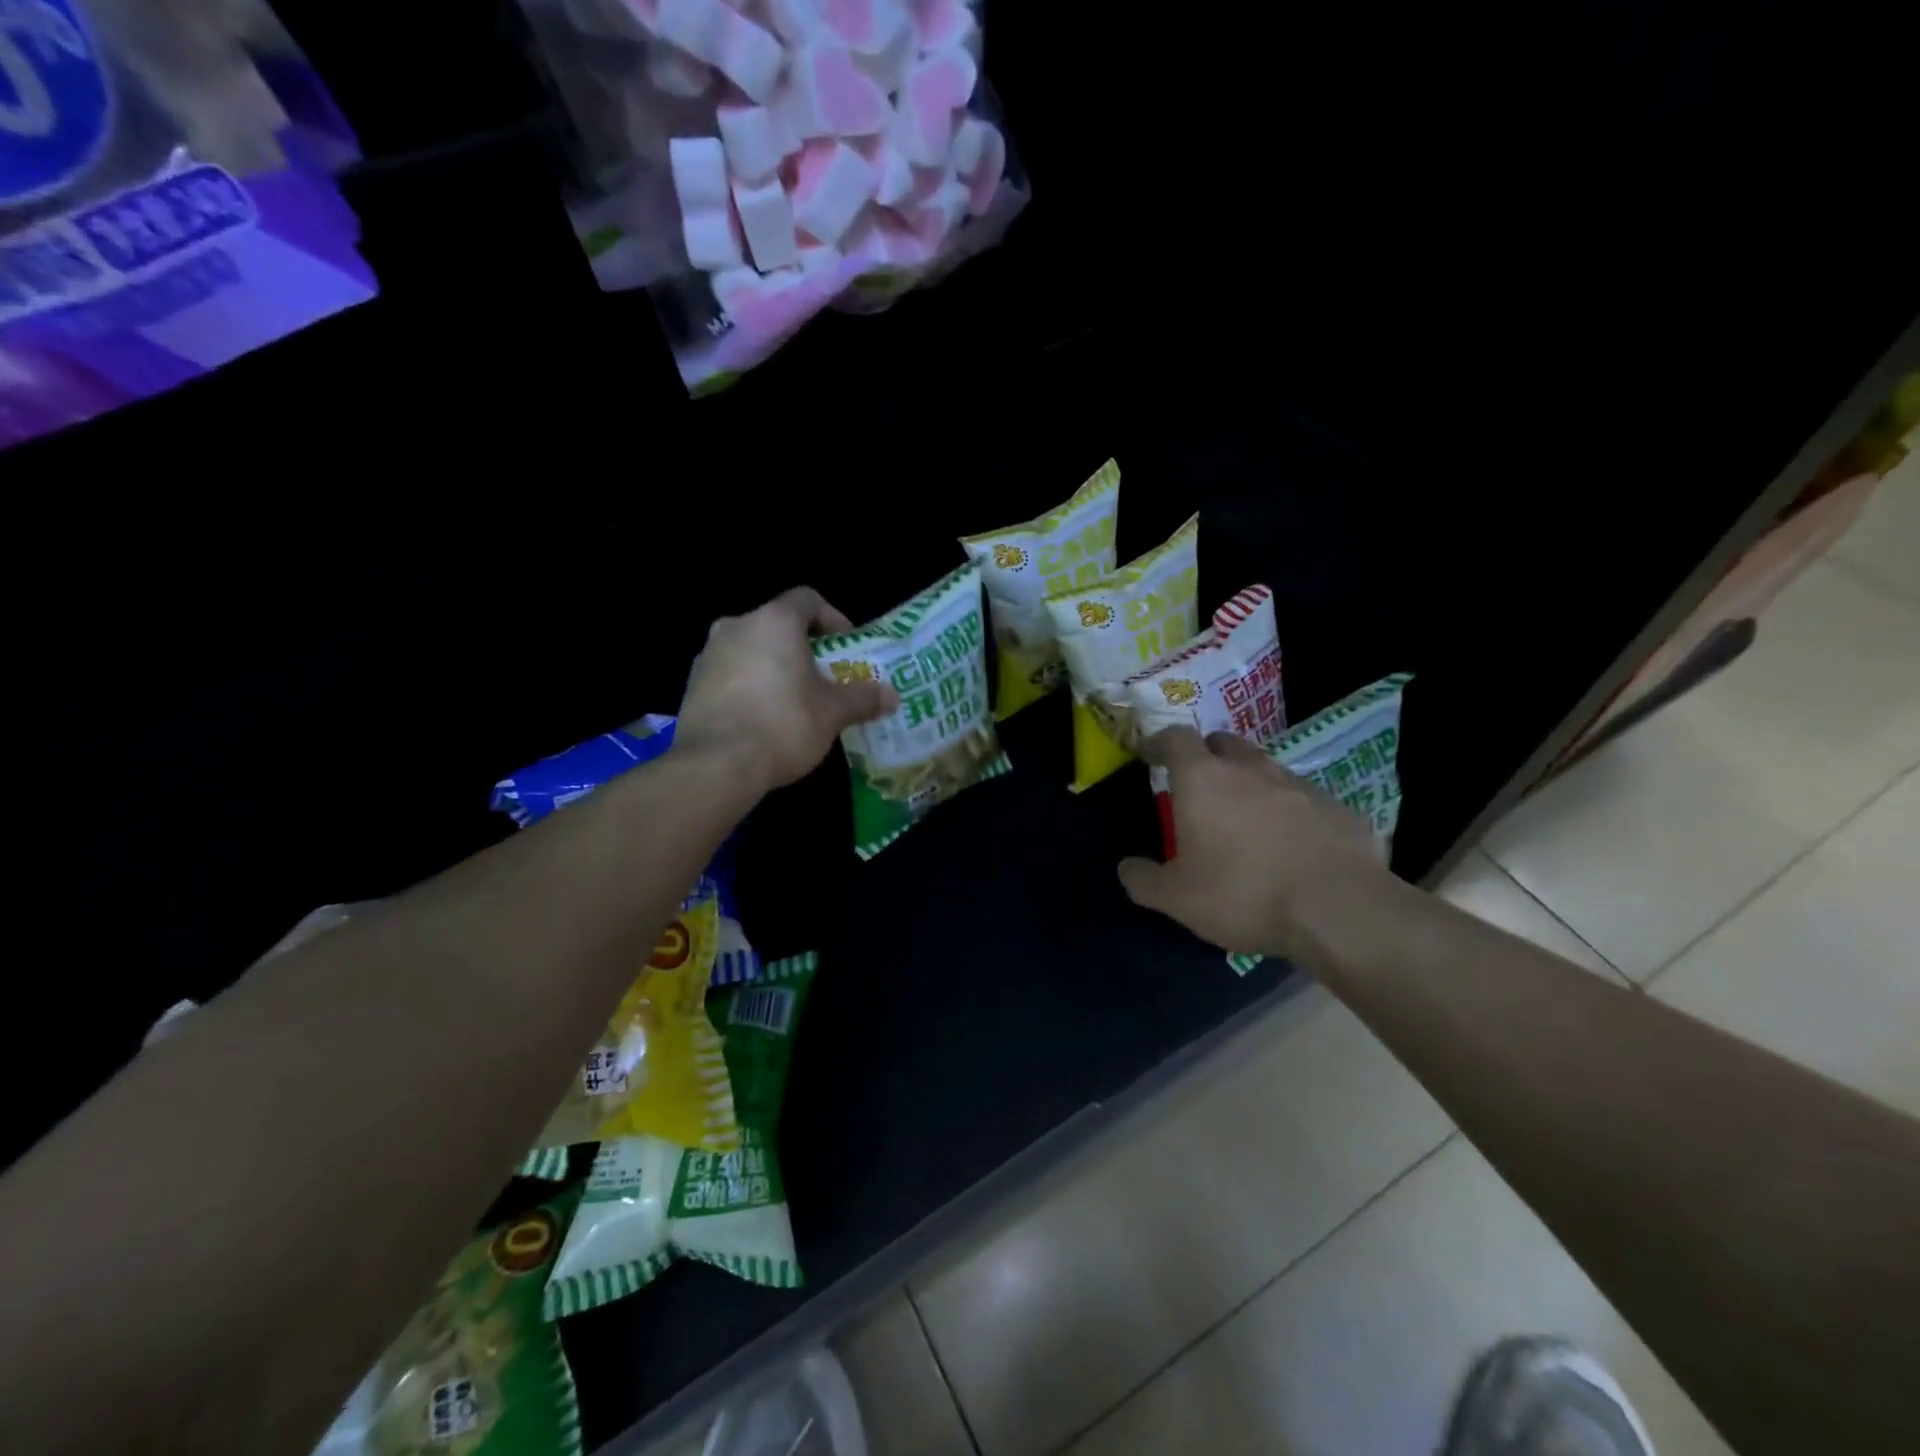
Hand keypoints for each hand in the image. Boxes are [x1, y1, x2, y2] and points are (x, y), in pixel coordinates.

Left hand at [676, 587, 897, 794]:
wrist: (716, 764)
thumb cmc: (783, 724)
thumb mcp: (833, 713)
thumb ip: (863, 699)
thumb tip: (892, 696)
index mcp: (774, 621)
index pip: (807, 599)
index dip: (832, 618)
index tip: (846, 645)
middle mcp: (736, 627)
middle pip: (777, 626)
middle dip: (804, 648)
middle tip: (824, 677)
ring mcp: (708, 655)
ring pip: (751, 650)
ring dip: (775, 667)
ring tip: (795, 701)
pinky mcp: (692, 685)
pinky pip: (731, 675)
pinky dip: (751, 687)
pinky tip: (764, 719)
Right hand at [1118, 728, 1391, 958]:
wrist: (1339, 909)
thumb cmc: (1243, 893)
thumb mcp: (1176, 898)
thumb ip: (1143, 880)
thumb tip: (1126, 868)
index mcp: (1203, 779)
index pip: (1176, 738)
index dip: (1160, 743)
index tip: (1150, 754)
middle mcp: (1250, 769)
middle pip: (1223, 742)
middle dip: (1206, 755)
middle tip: (1198, 783)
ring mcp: (1298, 784)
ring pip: (1264, 768)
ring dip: (1248, 781)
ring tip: (1243, 816)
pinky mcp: (1336, 807)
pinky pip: (1301, 798)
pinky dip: (1287, 810)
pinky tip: (1289, 843)